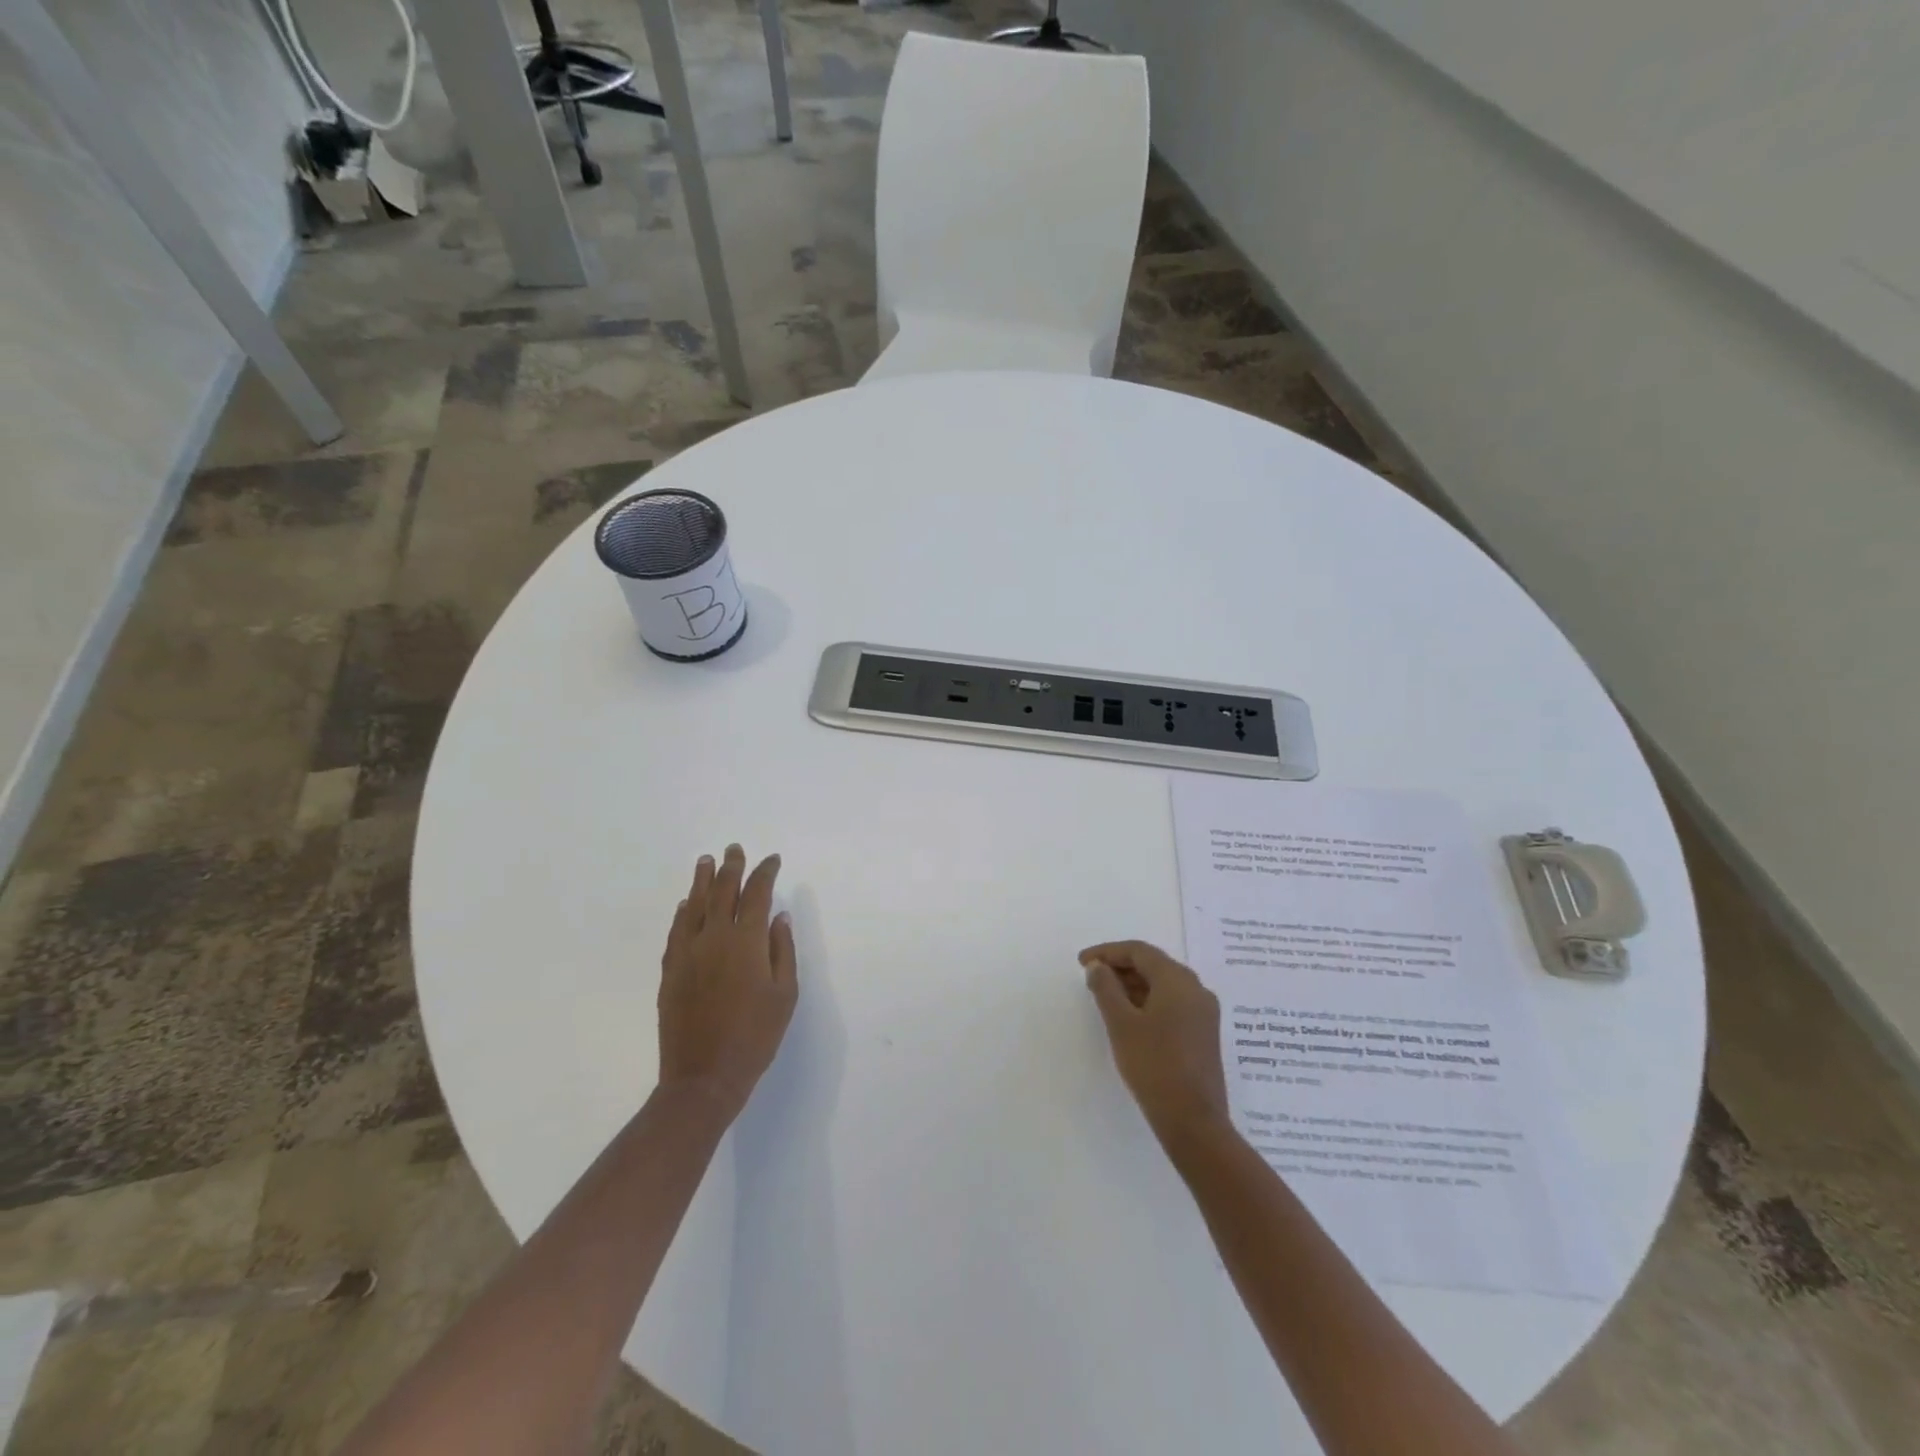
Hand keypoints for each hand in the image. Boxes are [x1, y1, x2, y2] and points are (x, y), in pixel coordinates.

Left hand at [658, 845, 797, 1121]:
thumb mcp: (784, 994)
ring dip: (701, 881)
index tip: (772, 860)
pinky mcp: (670, 971)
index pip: (757, 894)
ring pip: (693, 906)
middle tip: (733, 849)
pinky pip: (675, 931)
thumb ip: (782, 950)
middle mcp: (714, 938)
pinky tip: (685, 905)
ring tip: (706, 861)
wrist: (704, 1077)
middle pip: (722, 892)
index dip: (765, 873)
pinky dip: (682, 913)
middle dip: (731, 867)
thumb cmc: (755, 1036)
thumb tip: (779, 917)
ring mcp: (687, 953)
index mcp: (746, 941)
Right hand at [1081, 940, 1229, 1148]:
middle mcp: (1196, 989)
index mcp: (1178, 980)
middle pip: (1154, 965)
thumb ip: (1106, 988)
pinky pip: (1173, 1003)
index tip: (1082, 962)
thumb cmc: (1153, 1065)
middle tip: (1092, 978)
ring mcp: (1204, 1013)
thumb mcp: (1121, 1024)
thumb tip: (1097, 966)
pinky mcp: (1204, 1033)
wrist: (1194, 1121)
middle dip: (1121, 967)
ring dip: (1134, 985)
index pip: (1139, 951)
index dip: (1108, 952)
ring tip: (1106, 997)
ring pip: (1164, 985)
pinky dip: (1149, 1001)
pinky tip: (1130, 1017)